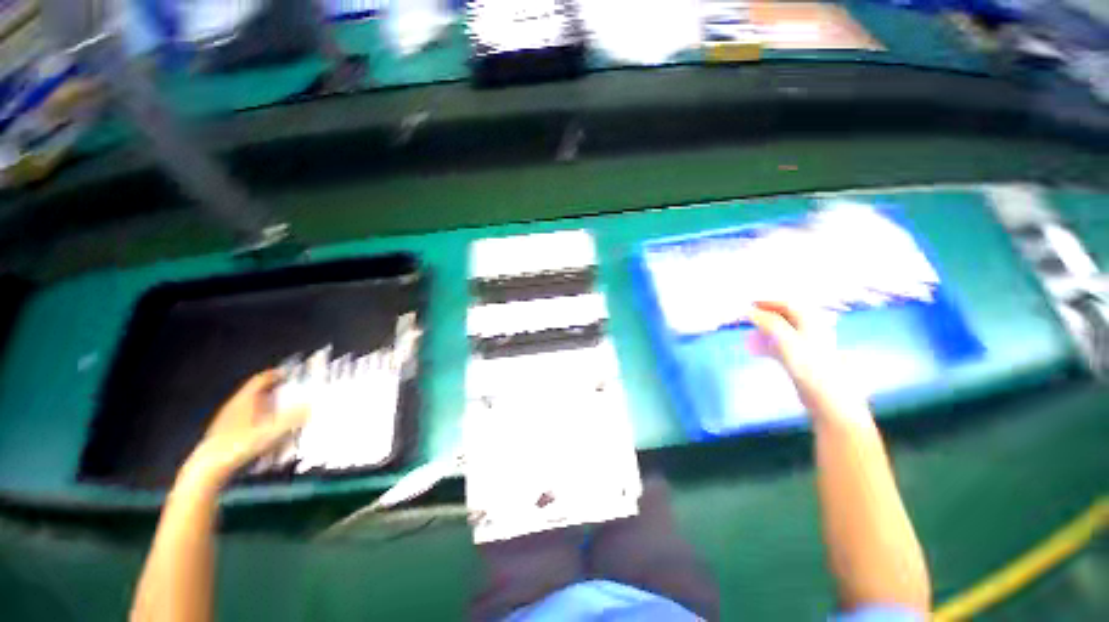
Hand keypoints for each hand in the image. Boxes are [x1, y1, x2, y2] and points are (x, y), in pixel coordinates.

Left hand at [183, 371, 309, 484]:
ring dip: (265, 406)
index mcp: (245, 399)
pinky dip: (257, 420)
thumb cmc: (240, 445)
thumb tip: (311, 406)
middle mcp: (235, 405)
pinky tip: (265, 432)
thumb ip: (292, 419)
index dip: (275, 374)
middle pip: (256, 392)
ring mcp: (228, 419)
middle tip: (291, 394)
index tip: (290, 374)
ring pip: (250, 406)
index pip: (261, 379)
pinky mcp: (224, 433)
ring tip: (281, 413)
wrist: (208, 468)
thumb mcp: (270, 432)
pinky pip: (245, 419)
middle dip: (273, 391)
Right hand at [747, 301, 866, 420]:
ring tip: (746, 333)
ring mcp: (805, 345)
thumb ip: (766, 322)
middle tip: (744, 319)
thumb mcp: (785, 339)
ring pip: (779, 331)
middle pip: (782, 317)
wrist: (827, 397)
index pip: (786, 304)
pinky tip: (755, 349)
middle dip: (762, 316)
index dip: (766, 302)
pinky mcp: (801, 360)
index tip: (747, 304)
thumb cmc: (808, 364)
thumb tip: (747, 310)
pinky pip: (779, 346)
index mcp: (810, 320)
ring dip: (762, 330)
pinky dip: (766, 344)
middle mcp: (809, 329)